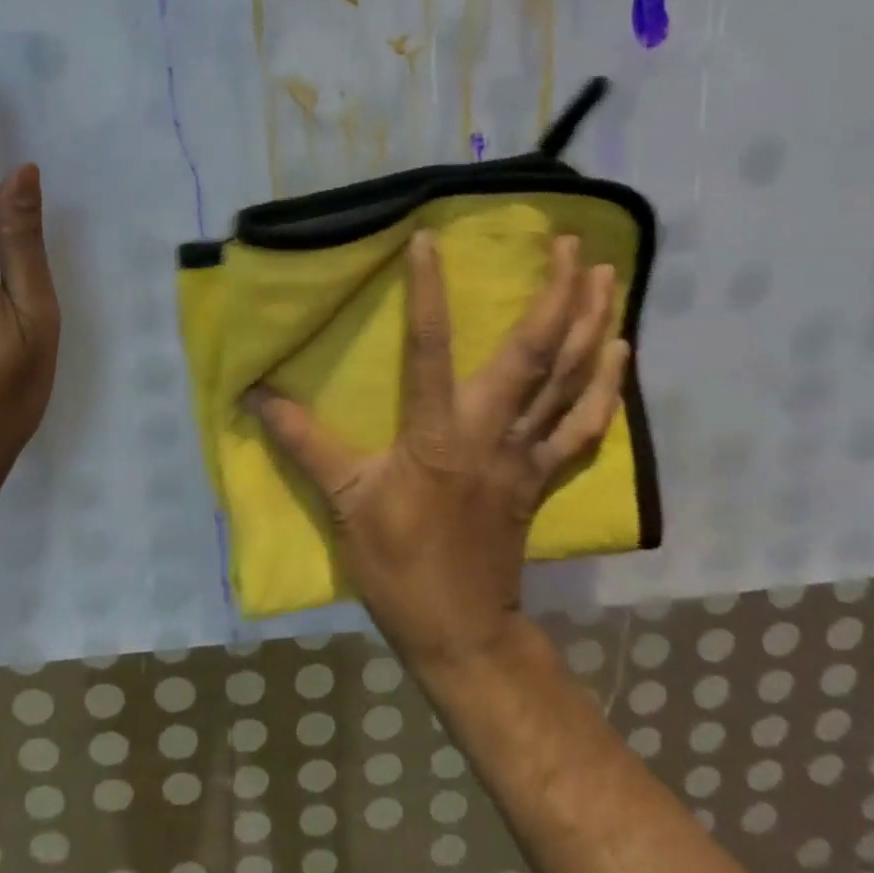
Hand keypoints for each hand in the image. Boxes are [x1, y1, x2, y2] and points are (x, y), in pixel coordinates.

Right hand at [246, 231, 626, 668]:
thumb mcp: (342, 500)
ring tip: (605, 274)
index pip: (430, 348)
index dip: (428, 292)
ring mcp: (528, 454)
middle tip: (568, 241)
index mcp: (437, 433)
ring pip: (572, 382)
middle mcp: (491, 432)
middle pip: (535, 356)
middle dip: (556, 295)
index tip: (428, 239)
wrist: (462, 633)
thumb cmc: (398, 563)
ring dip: (593, 325)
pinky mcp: (545, 475)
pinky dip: (608, 386)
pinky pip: (586, 425)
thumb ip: (301, 440)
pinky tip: (620, 349)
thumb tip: (253, 394)